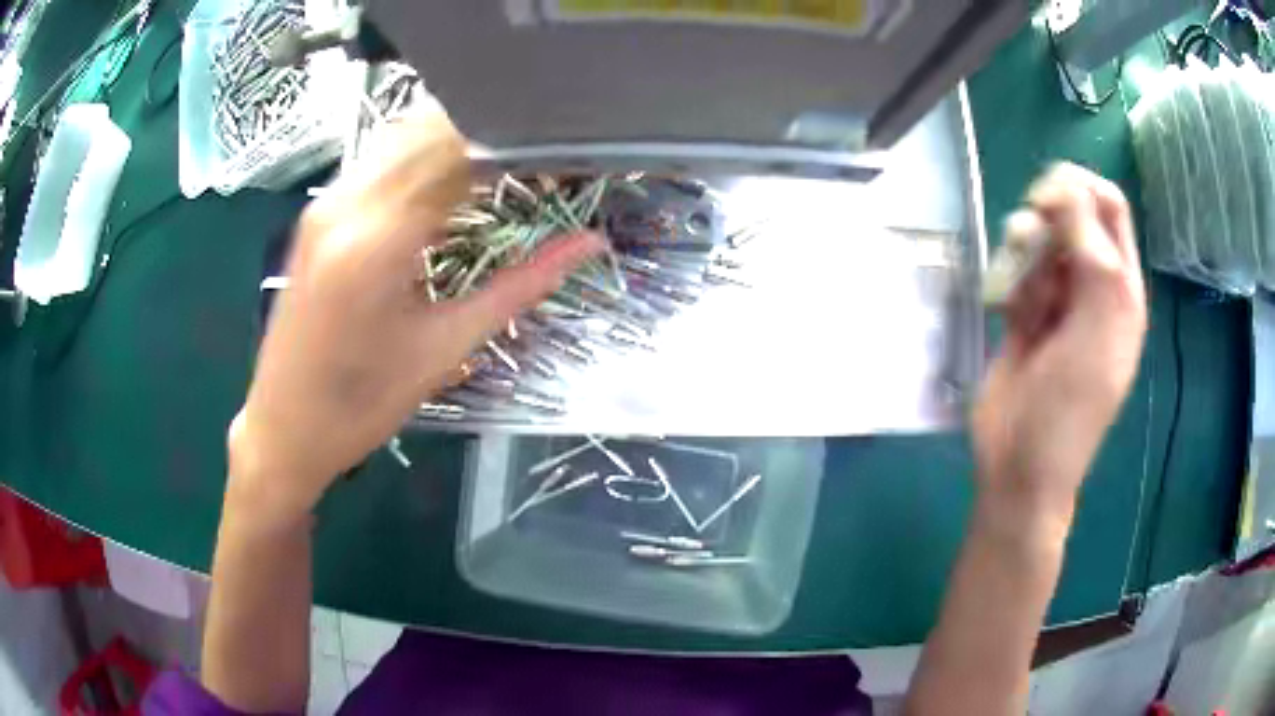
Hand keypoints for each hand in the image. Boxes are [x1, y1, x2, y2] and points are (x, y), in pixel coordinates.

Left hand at [227, 113, 601, 516]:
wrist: (284, 428)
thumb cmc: (364, 405)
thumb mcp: (447, 348)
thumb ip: (520, 286)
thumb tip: (588, 245)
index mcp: (380, 240)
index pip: (463, 154)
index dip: (519, 146)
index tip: (561, 157)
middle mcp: (346, 203)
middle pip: (431, 130)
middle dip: (490, 135)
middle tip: (536, 158)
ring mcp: (325, 202)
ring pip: (402, 136)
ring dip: (454, 141)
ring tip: (500, 165)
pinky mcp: (316, 212)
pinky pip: (378, 161)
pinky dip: (420, 158)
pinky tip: (447, 181)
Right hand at [972, 163, 1146, 526]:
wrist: (1021, 465)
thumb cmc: (1069, 404)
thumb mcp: (1096, 324)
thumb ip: (1092, 252)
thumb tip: (1063, 188)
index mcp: (1120, 287)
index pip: (1107, 206)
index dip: (1078, 188)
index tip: (1047, 201)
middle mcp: (1092, 285)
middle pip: (1071, 213)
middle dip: (1047, 214)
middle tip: (1029, 240)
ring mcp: (1057, 299)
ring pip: (1039, 238)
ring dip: (1024, 251)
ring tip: (1020, 295)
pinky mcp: (1025, 313)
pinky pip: (1016, 272)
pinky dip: (1010, 282)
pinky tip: (1008, 315)